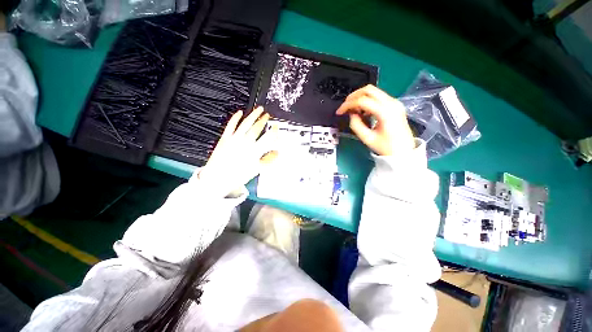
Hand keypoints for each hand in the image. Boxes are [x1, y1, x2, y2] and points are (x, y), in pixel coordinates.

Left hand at [197, 107, 277, 197]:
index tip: (276, 127)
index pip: (267, 138)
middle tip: (268, 116)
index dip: (273, 131)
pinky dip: (236, 118)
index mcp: (254, 151)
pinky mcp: (225, 138)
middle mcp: (245, 142)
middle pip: (257, 128)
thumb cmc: (237, 175)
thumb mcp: (257, 170)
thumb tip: (277, 153)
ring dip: (253, 115)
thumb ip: (269, 160)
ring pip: (246, 123)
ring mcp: (234, 139)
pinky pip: (231, 125)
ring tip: (259, 110)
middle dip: (264, 120)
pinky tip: (239, 112)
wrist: (217, 178)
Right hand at [336, 85, 414, 155]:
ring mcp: (394, 102)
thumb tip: (351, 114)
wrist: (404, 151)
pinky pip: (378, 96)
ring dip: (360, 98)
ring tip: (353, 110)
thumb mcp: (367, 138)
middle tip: (345, 107)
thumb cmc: (386, 147)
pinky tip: (363, 111)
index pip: (362, 101)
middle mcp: (391, 103)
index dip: (347, 105)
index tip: (339, 112)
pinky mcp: (394, 104)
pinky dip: (367, 100)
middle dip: (353, 97)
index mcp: (385, 112)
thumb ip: (356, 125)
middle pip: (368, 90)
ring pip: (373, 91)